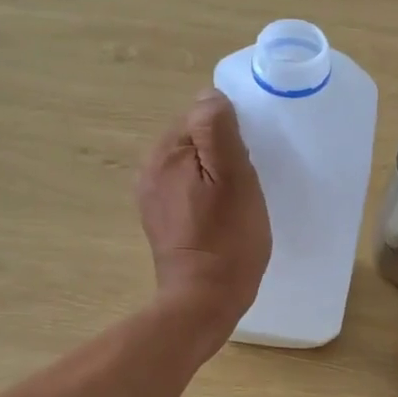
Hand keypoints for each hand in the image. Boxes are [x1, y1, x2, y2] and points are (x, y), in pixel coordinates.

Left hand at [136, 90, 268, 346]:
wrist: (203, 300)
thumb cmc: (227, 239)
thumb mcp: (233, 177)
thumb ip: (218, 130)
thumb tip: (210, 95)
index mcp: (164, 153)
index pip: (200, 115)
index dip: (230, 133)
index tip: (248, 160)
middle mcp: (149, 169)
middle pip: (194, 140)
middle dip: (221, 153)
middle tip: (247, 182)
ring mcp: (151, 197)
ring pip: (191, 165)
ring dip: (215, 174)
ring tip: (237, 200)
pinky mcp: (160, 220)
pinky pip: (187, 190)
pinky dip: (206, 195)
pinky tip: (222, 216)